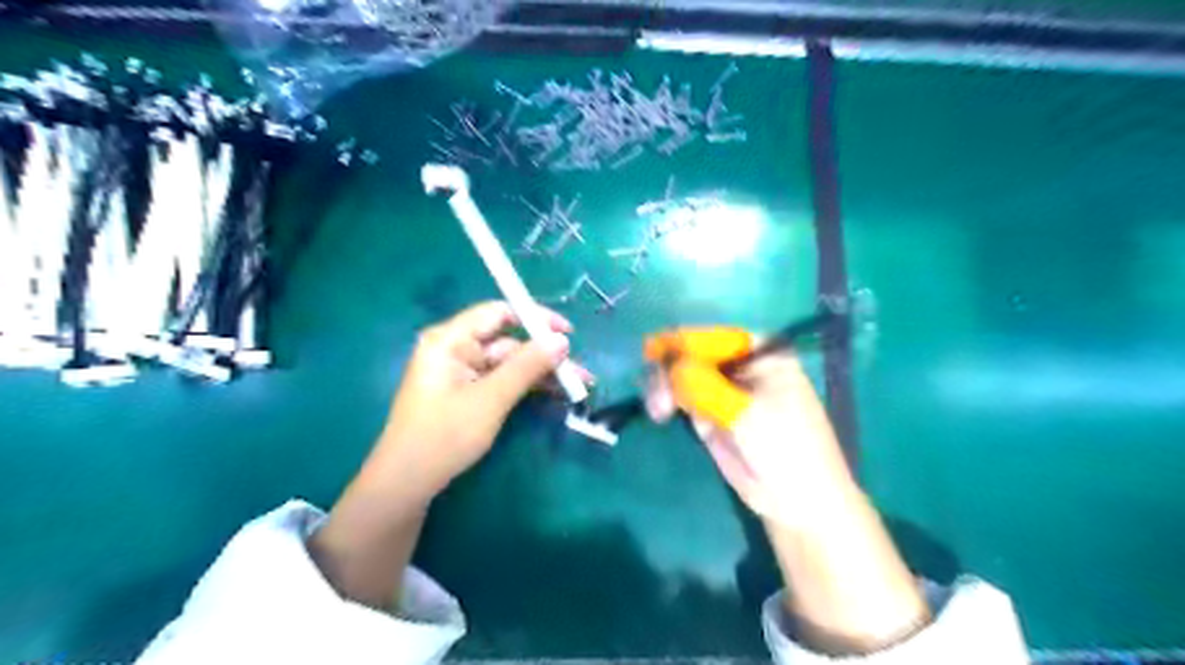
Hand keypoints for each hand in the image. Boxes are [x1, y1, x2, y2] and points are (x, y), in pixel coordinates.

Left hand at [362, 301, 582, 508]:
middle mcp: (455, 350)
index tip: (568, 333)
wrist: (407, 484)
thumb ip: (527, 366)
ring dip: (541, 374)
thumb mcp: (490, 399)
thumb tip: (562, 340)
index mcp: (450, 340)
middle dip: (545, 355)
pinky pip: (502, 381)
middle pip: (508, 342)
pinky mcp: (468, 394)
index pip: (497, 313)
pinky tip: (554, 395)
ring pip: (510, 364)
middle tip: (581, 372)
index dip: (535, 318)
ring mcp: (462, 373)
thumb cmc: (444, 436)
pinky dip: (526, 387)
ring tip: (578, 386)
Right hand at [645, 328, 857, 530]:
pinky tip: (660, 411)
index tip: (649, 350)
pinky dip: (668, 399)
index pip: (714, 338)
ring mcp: (725, 388)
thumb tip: (669, 365)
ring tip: (658, 410)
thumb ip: (704, 386)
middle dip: (671, 369)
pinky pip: (684, 396)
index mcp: (762, 352)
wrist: (797, 501)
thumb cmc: (784, 448)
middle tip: (659, 397)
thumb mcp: (744, 412)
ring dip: (665, 386)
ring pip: (684, 375)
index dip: (681, 341)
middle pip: (694, 354)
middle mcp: (742, 364)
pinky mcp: (712, 411)